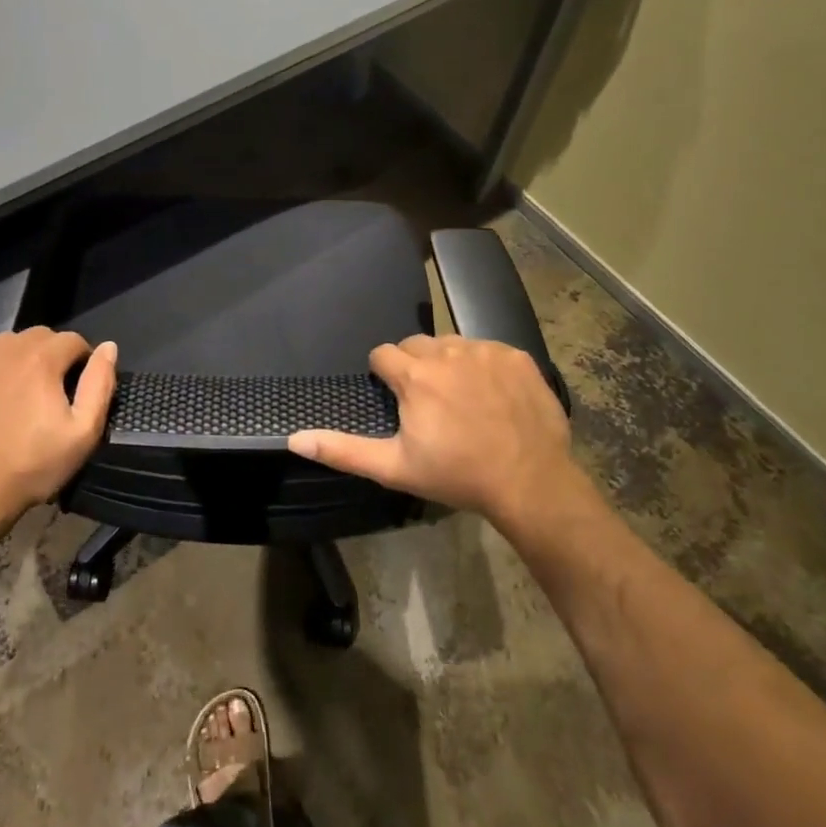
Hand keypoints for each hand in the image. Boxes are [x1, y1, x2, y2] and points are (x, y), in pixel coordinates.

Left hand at [0, 328, 117, 534]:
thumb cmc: (32, 465)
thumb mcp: (83, 432)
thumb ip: (99, 384)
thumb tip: (108, 347)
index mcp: (42, 358)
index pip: (72, 340)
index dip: (80, 362)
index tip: (75, 389)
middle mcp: (7, 346)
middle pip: (40, 337)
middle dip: (50, 357)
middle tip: (47, 393)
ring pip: (8, 344)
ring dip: (19, 360)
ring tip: (17, 394)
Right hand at [289, 334, 597, 529]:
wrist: (530, 483)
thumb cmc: (457, 475)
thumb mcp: (394, 467)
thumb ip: (342, 450)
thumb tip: (295, 438)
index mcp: (415, 376)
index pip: (383, 354)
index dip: (384, 376)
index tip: (397, 401)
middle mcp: (448, 351)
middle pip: (416, 344)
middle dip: (414, 366)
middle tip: (427, 403)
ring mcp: (486, 350)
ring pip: (451, 343)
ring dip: (448, 363)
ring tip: (460, 399)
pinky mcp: (518, 356)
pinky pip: (487, 348)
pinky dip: (483, 365)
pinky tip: (492, 396)